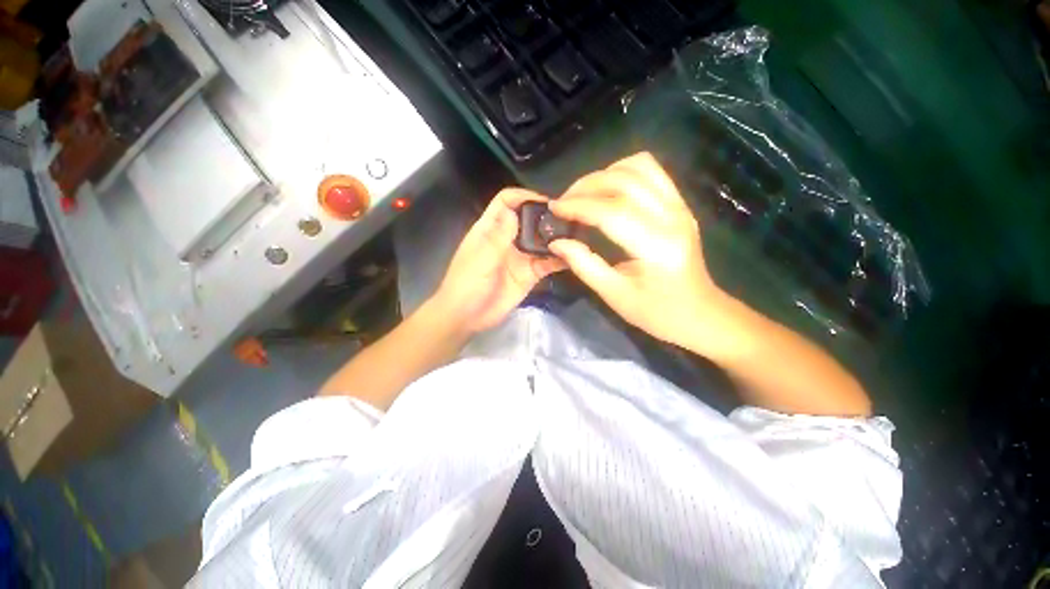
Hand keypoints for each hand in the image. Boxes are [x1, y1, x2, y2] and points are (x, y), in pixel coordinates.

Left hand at [432, 188, 565, 333]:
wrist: (467, 317)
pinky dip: (559, 259)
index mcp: (490, 229)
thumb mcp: (480, 260)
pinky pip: (547, 263)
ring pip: (541, 241)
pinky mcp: (529, 274)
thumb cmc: (466, 285)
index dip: (523, 196)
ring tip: (577, 236)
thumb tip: (514, 211)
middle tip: (570, 218)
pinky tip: (572, 257)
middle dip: (546, 216)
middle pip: (529, 219)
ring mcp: (520, 257)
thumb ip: (498, 238)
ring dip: (556, 238)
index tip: (546, 201)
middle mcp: (508, 239)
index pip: (506, 202)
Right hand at [549, 152, 723, 347]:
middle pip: (624, 181)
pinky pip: (651, 171)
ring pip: (639, 166)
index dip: (578, 206)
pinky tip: (608, 190)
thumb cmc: (657, 312)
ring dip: (604, 174)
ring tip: (583, 194)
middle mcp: (672, 217)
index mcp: (656, 246)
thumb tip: (556, 243)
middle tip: (563, 202)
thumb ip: (584, 265)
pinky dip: (623, 172)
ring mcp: (680, 206)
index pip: (611, 212)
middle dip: (586, 186)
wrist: (700, 313)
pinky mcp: (680, 204)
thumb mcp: (614, 295)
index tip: (554, 209)